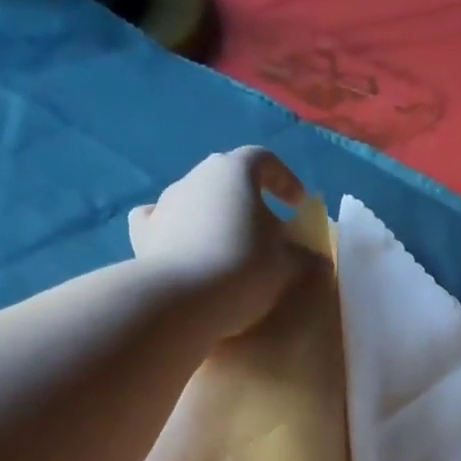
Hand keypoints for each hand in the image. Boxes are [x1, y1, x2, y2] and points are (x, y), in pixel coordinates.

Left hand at [128, 147, 309, 335]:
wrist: (183, 301)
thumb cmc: (244, 270)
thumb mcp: (289, 266)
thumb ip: (306, 257)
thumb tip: (317, 260)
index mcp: (234, 171)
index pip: (263, 159)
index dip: (283, 179)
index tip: (297, 204)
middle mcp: (196, 176)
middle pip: (227, 179)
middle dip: (247, 201)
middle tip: (264, 232)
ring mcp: (165, 203)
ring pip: (195, 200)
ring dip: (213, 217)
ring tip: (226, 248)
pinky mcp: (143, 234)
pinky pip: (159, 222)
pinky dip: (172, 230)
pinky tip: (180, 247)